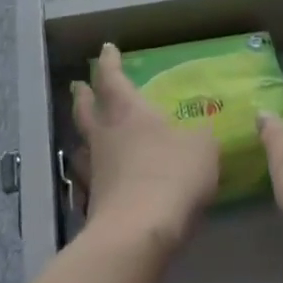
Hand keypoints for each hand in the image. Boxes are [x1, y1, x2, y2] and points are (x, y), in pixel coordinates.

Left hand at [72, 43, 219, 248]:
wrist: (138, 233)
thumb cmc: (171, 175)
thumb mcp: (202, 149)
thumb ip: (201, 138)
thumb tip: (201, 135)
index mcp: (128, 111)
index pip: (111, 77)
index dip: (109, 62)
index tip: (107, 49)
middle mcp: (105, 135)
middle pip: (85, 108)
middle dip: (84, 94)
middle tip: (80, 86)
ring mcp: (95, 171)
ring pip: (83, 143)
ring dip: (83, 134)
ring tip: (85, 133)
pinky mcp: (93, 204)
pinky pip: (88, 179)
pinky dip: (92, 173)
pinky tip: (100, 178)